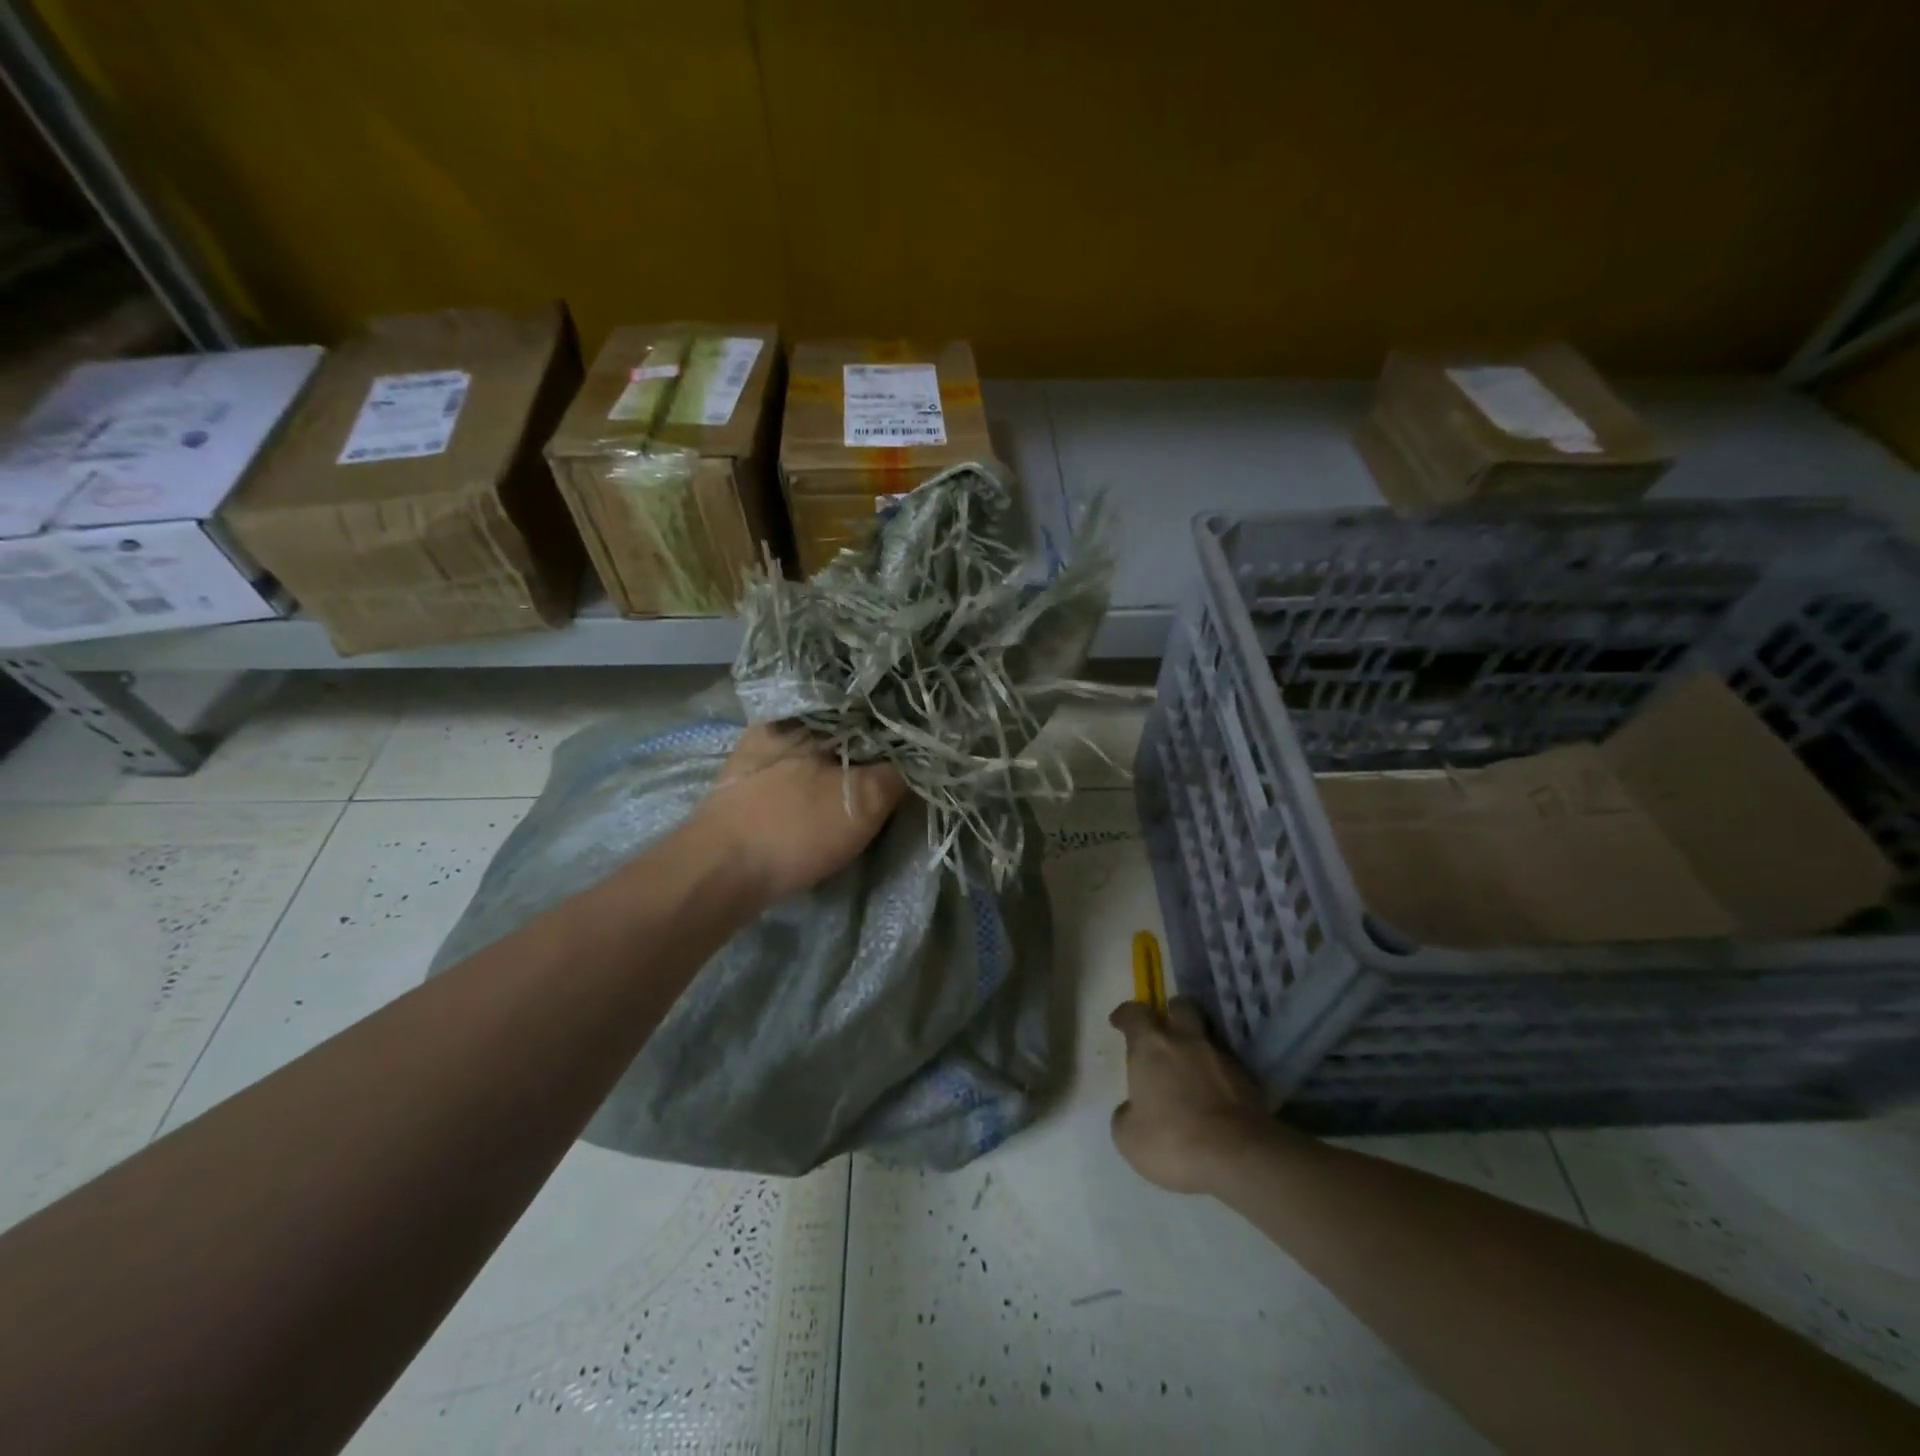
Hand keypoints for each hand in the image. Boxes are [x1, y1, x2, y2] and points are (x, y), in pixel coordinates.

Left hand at [691, 723, 904, 904]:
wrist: (719, 872)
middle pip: (842, 727)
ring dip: (843, 764)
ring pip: (817, 750)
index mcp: (810, 713)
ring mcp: (758, 753)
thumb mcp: (865, 799)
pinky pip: (796, 770)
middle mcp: (780, 722)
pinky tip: (829, 798)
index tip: (919, 745)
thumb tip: (921, 754)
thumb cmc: (795, 827)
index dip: (897, 725)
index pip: (867, 706)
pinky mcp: (746, 784)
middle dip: (870, 744)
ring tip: (870, 781)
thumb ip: (899, 771)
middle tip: (898, 766)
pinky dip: (818, 780)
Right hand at [1108, 997, 1272, 1194]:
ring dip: (1198, 1046)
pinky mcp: (1249, 1081)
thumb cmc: (1172, 1141)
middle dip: (1172, 1013)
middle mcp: (1187, 1041)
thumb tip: (1131, 1109)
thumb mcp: (1129, 1137)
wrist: (1239, 1158)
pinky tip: (1213, 1096)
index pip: (1136, 1013)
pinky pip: (1227, 1067)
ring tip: (1191, 1069)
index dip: (1126, 1015)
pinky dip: (1218, 1074)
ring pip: (1208, 1036)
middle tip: (1164, 1030)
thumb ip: (1126, 1114)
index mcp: (1152, 1046)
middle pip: (1182, 1007)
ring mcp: (1222, 1058)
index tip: (1119, 1021)